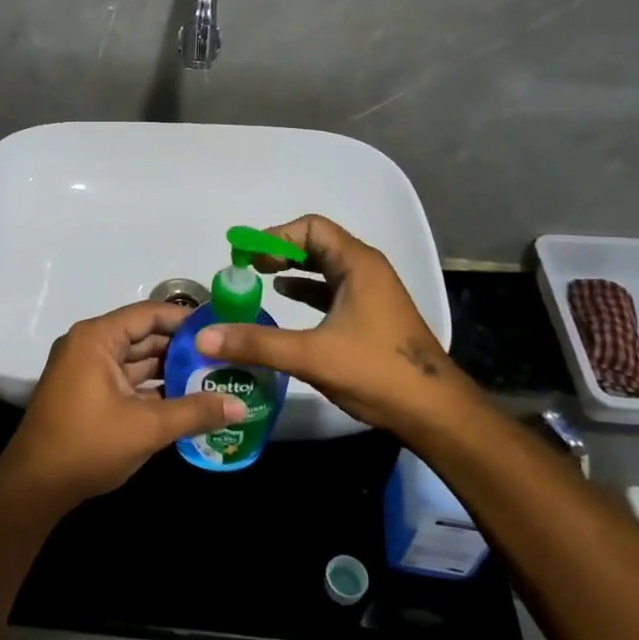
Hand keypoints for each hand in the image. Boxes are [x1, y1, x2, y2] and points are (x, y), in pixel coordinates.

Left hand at [0, 301, 244, 510]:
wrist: (34, 487)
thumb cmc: (88, 445)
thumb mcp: (147, 428)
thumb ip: (195, 412)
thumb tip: (242, 406)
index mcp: (96, 338)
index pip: (149, 314)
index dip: (186, 320)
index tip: (221, 328)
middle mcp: (89, 345)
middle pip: (143, 336)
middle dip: (181, 348)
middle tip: (225, 357)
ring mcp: (85, 369)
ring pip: (135, 360)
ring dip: (169, 370)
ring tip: (213, 377)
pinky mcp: (86, 392)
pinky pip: (125, 379)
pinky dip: (151, 387)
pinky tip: (185, 399)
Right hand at [193, 215, 487, 437]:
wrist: (434, 412)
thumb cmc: (376, 372)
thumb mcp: (311, 356)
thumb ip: (257, 344)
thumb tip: (204, 337)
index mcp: (358, 265)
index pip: (310, 228)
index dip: (274, 236)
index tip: (245, 255)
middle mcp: (366, 270)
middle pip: (316, 243)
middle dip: (279, 250)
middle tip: (246, 266)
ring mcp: (371, 292)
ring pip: (324, 266)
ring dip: (291, 268)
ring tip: (258, 278)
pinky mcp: (371, 315)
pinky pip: (331, 288)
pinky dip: (306, 288)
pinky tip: (284, 299)